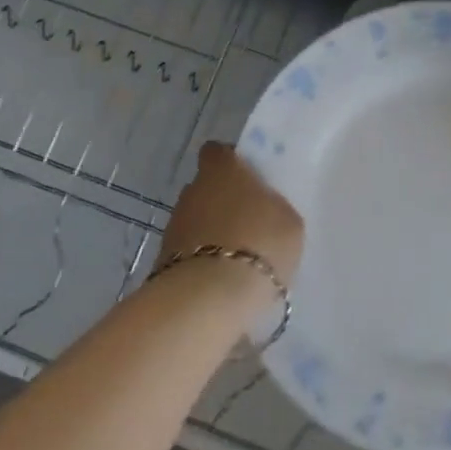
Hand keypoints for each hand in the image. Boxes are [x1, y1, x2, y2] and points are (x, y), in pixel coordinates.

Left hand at [160, 142, 304, 283]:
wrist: (209, 297)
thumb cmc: (259, 244)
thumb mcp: (288, 222)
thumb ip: (273, 206)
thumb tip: (262, 207)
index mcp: (223, 170)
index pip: (218, 151)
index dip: (231, 162)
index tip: (248, 179)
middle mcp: (192, 189)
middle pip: (207, 187)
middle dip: (223, 201)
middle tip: (249, 222)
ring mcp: (174, 225)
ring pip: (197, 220)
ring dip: (212, 233)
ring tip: (238, 258)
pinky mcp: (162, 259)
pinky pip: (189, 252)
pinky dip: (202, 261)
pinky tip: (223, 280)